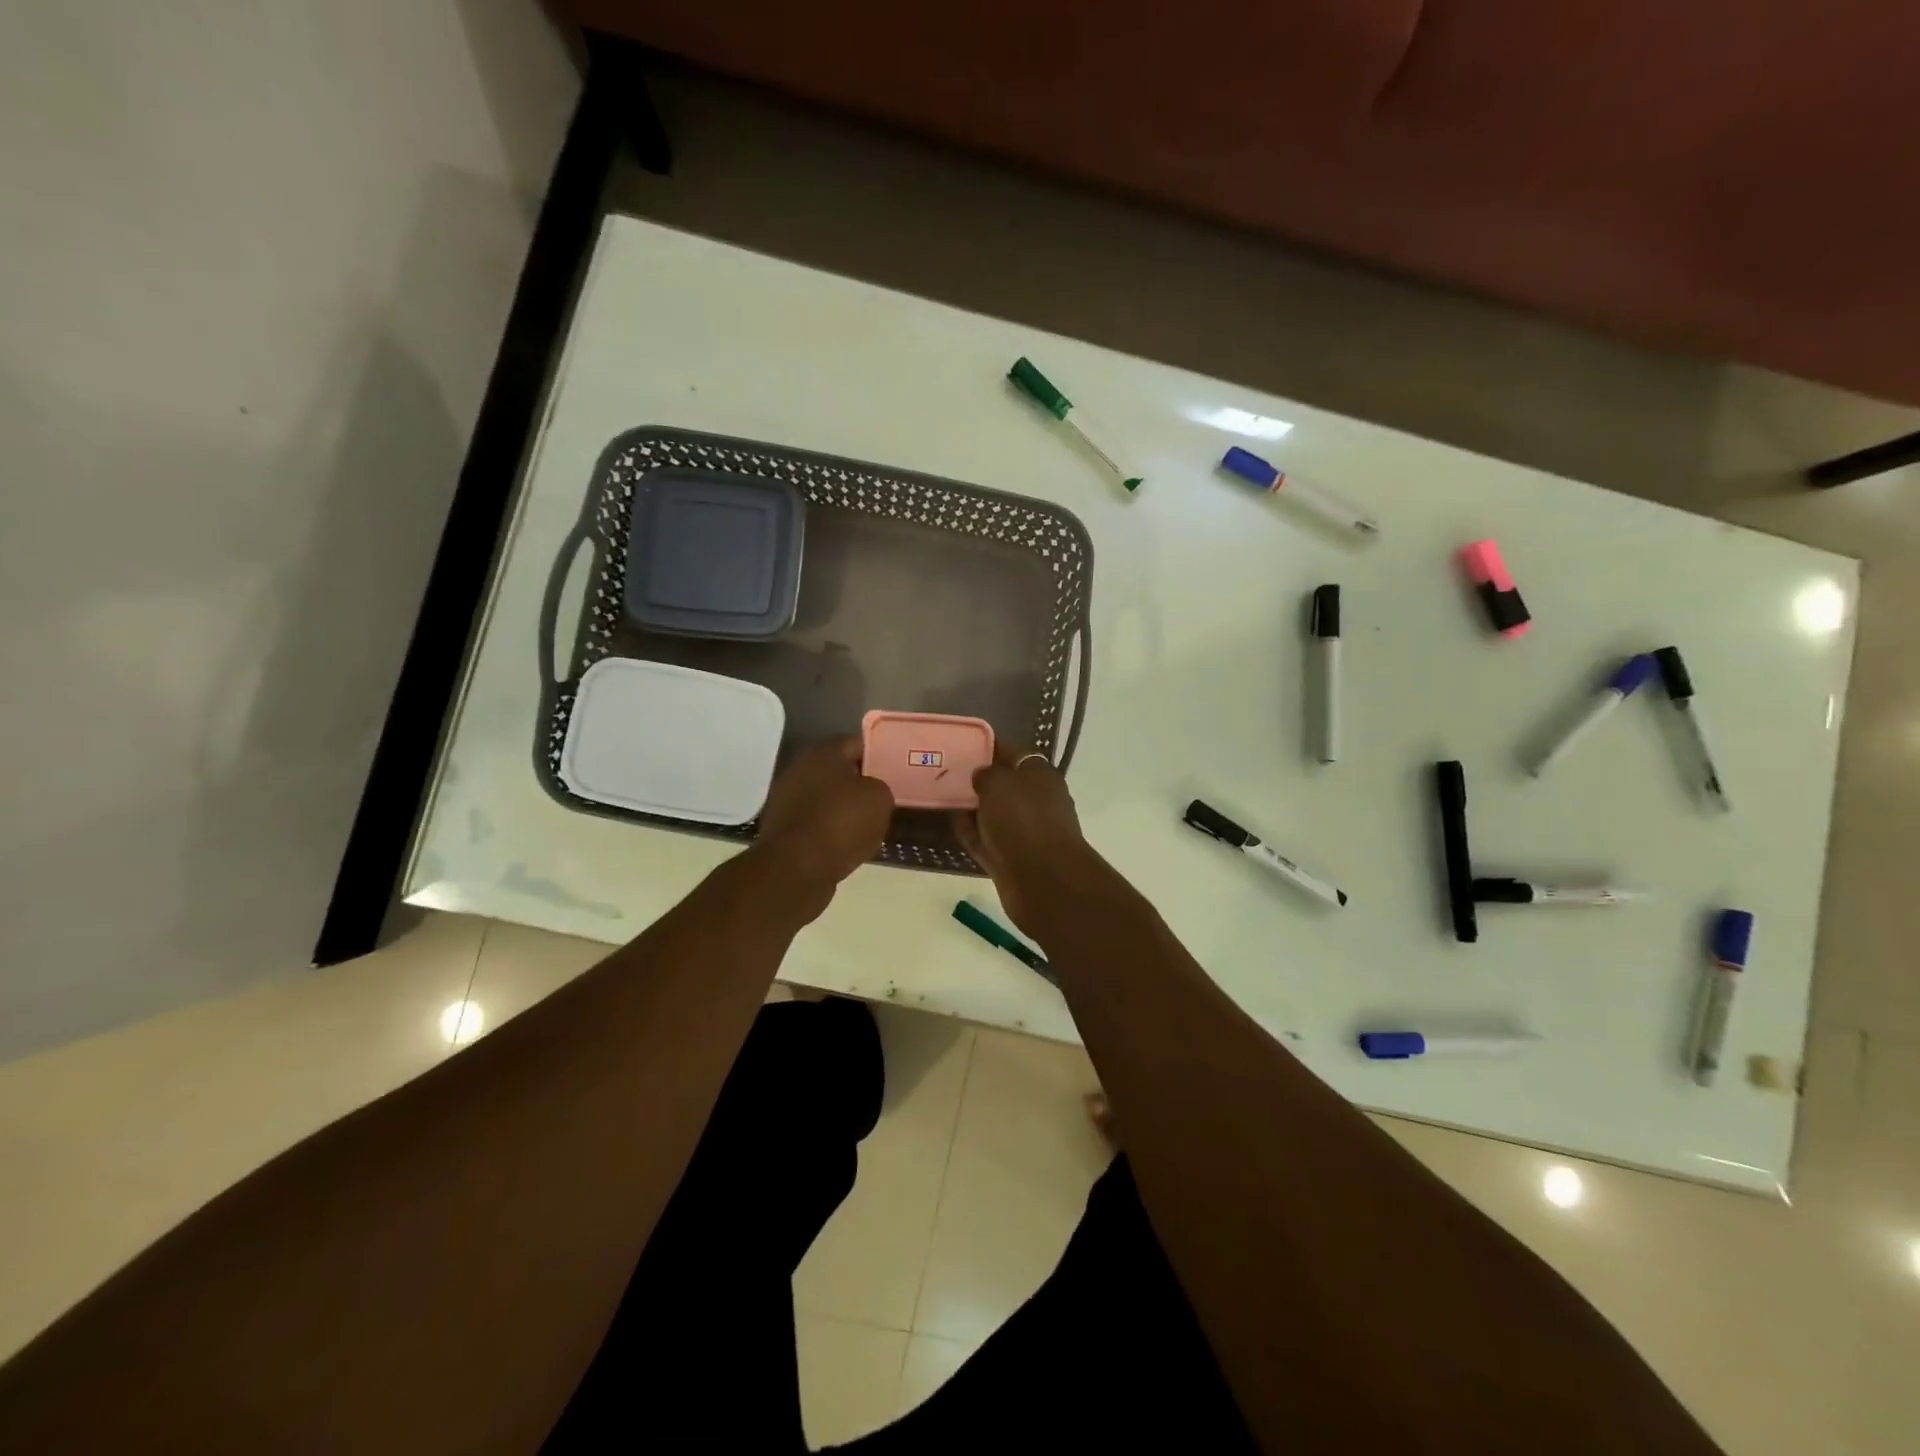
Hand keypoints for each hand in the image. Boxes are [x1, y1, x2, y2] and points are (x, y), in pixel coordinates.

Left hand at [753, 737, 894, 911]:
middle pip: (839, 771)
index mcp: (824, 752)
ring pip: (826, 798)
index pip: (857, 743)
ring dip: (844, 808)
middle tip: (883, 799)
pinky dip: (830, 830)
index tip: (894, 772)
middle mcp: (801, 768)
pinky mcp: (783, 828)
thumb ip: (880, 787)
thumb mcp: (880, 799)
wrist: (796, 869)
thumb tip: (870, 792)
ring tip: (869, 825)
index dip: (878, 756)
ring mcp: (787, 799)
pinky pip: (816, 822)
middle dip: (860, 783)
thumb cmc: (841, 823)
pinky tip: (847, 844)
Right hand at [953, 742, 1095, 939]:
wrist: (1042, 879)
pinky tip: (950, 822)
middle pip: (1003, 783)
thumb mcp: (999, 783)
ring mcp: (1025, 831)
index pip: (1014, 752)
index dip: (989, 745)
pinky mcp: (1011, 857)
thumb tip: (982, 775)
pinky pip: (987, 838)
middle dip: (978, 778)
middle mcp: (1036, 800)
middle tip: (945, 771)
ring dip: (972, 807)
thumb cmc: (1022, 820)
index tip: (963, 744)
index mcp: (1040, 775)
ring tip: (941, 796)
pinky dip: (971, 831)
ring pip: (993, 812)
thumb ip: (986, 773)